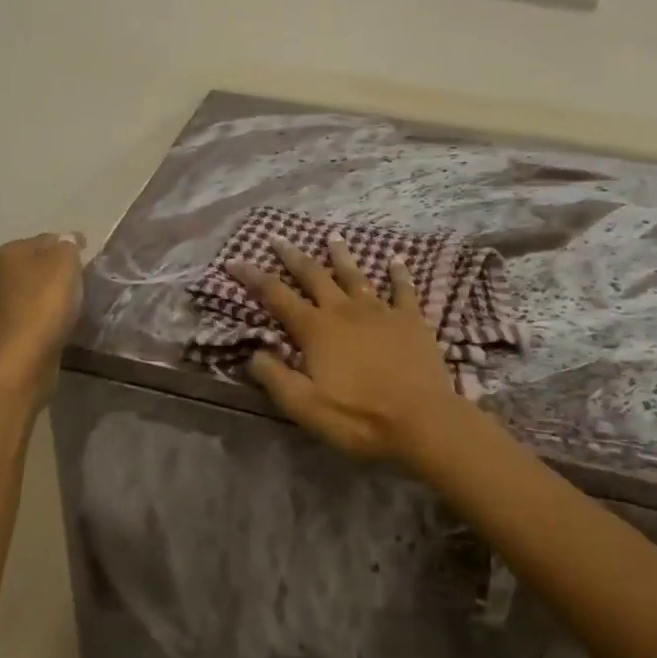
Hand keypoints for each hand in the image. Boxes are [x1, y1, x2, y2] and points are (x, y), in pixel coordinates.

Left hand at [0, 232, 85, 387]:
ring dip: (51, 296)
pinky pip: (30, 317)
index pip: (46, 239)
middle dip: (58, 271)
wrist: (20, 362)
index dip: (69, 246)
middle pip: (37, 265)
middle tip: (83, 282)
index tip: (88, 259)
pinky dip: (45, 318)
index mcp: (7, 253)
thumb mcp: (65, 263)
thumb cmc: (43, 305)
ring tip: (75, 306)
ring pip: (32, 292)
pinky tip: (59, 326)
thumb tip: (67, 240)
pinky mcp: (3, 334)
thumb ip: (68, 245)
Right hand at [228, 236, 465, 466]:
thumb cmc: (359, 417)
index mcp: (316, 329)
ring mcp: (380, 310)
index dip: (253, 277)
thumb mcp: (305, 407)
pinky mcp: (410, 319)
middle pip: (313, 274)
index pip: (276, 296)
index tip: (234, 261)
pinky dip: (398, 274)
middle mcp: (344, 310)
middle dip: (292, 256)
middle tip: (278, 238)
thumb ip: (276, 378)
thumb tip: (253, 353)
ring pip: (355, 275)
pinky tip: (396, 260)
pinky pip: (403, 289)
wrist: (421, 420)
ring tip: (333, 236)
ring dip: (341, 255)